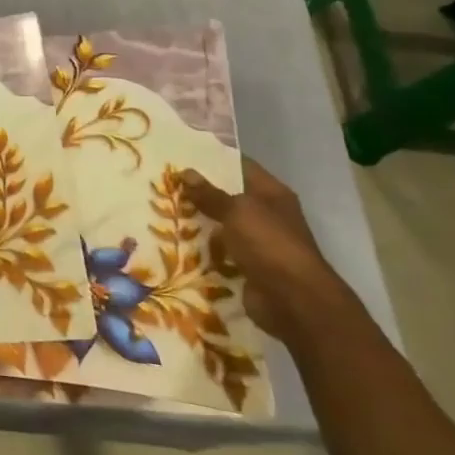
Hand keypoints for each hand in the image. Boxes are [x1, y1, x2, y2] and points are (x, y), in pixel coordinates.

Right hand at [180, 158, 358, 340]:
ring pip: (220, 225)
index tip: (182, 153)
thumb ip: (210, 193)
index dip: (214, 158)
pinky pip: (219, 252)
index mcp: (271, 194)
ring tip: (160, 209)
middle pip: (228, 197)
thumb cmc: (269, 244)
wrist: (293, 300)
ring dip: (197, 222)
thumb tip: (185, 172)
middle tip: (163, 182)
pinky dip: (201, 249)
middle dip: (199, 192)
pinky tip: (173, 241)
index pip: (240, 166)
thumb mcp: (237, 211)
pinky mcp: (247, 266)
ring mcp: (258, 242)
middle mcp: (267, 215)